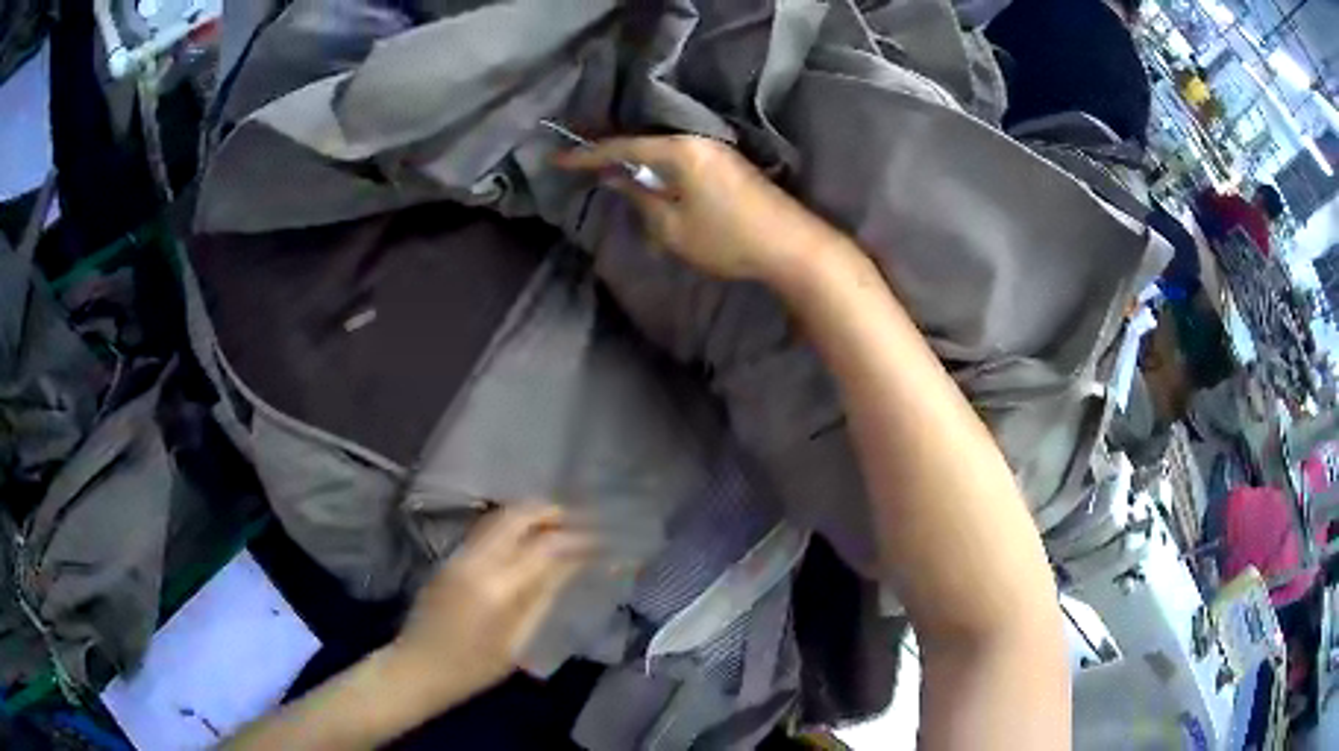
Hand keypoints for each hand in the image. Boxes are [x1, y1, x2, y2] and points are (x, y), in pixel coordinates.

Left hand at [387, 504, 595, 709]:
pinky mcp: (449, 558)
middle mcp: (476, 560)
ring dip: (529, 514)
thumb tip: (572, 565)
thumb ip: (543, 598)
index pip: (545, 547)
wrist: (417, 666)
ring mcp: (459, 555)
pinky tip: (526, 538)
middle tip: (578, 519)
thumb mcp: (517, 641)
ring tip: (558, 523)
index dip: (577, 538)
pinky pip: (485, 530)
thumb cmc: (473, 667)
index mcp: (498, 586)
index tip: (600, 538)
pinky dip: (511, 525)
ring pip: (498, 517)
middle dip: (549, 511)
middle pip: (516, 516)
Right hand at [555, 135, 840, 283]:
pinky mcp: (729, 165)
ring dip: (638, 164)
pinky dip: (661, 170)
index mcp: (680, 149)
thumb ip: (641, 198)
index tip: (557, 159)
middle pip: (644, 142)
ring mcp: (717, 150)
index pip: (623, 147)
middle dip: (612, 155)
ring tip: (611, 175)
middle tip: (581, 166)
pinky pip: (682, 160)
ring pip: (664, 152)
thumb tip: (618, 178)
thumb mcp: (672, 226)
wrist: (793, 245)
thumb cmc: (728, 238)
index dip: (587, 155)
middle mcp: (698, 140)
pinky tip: (652, 184)